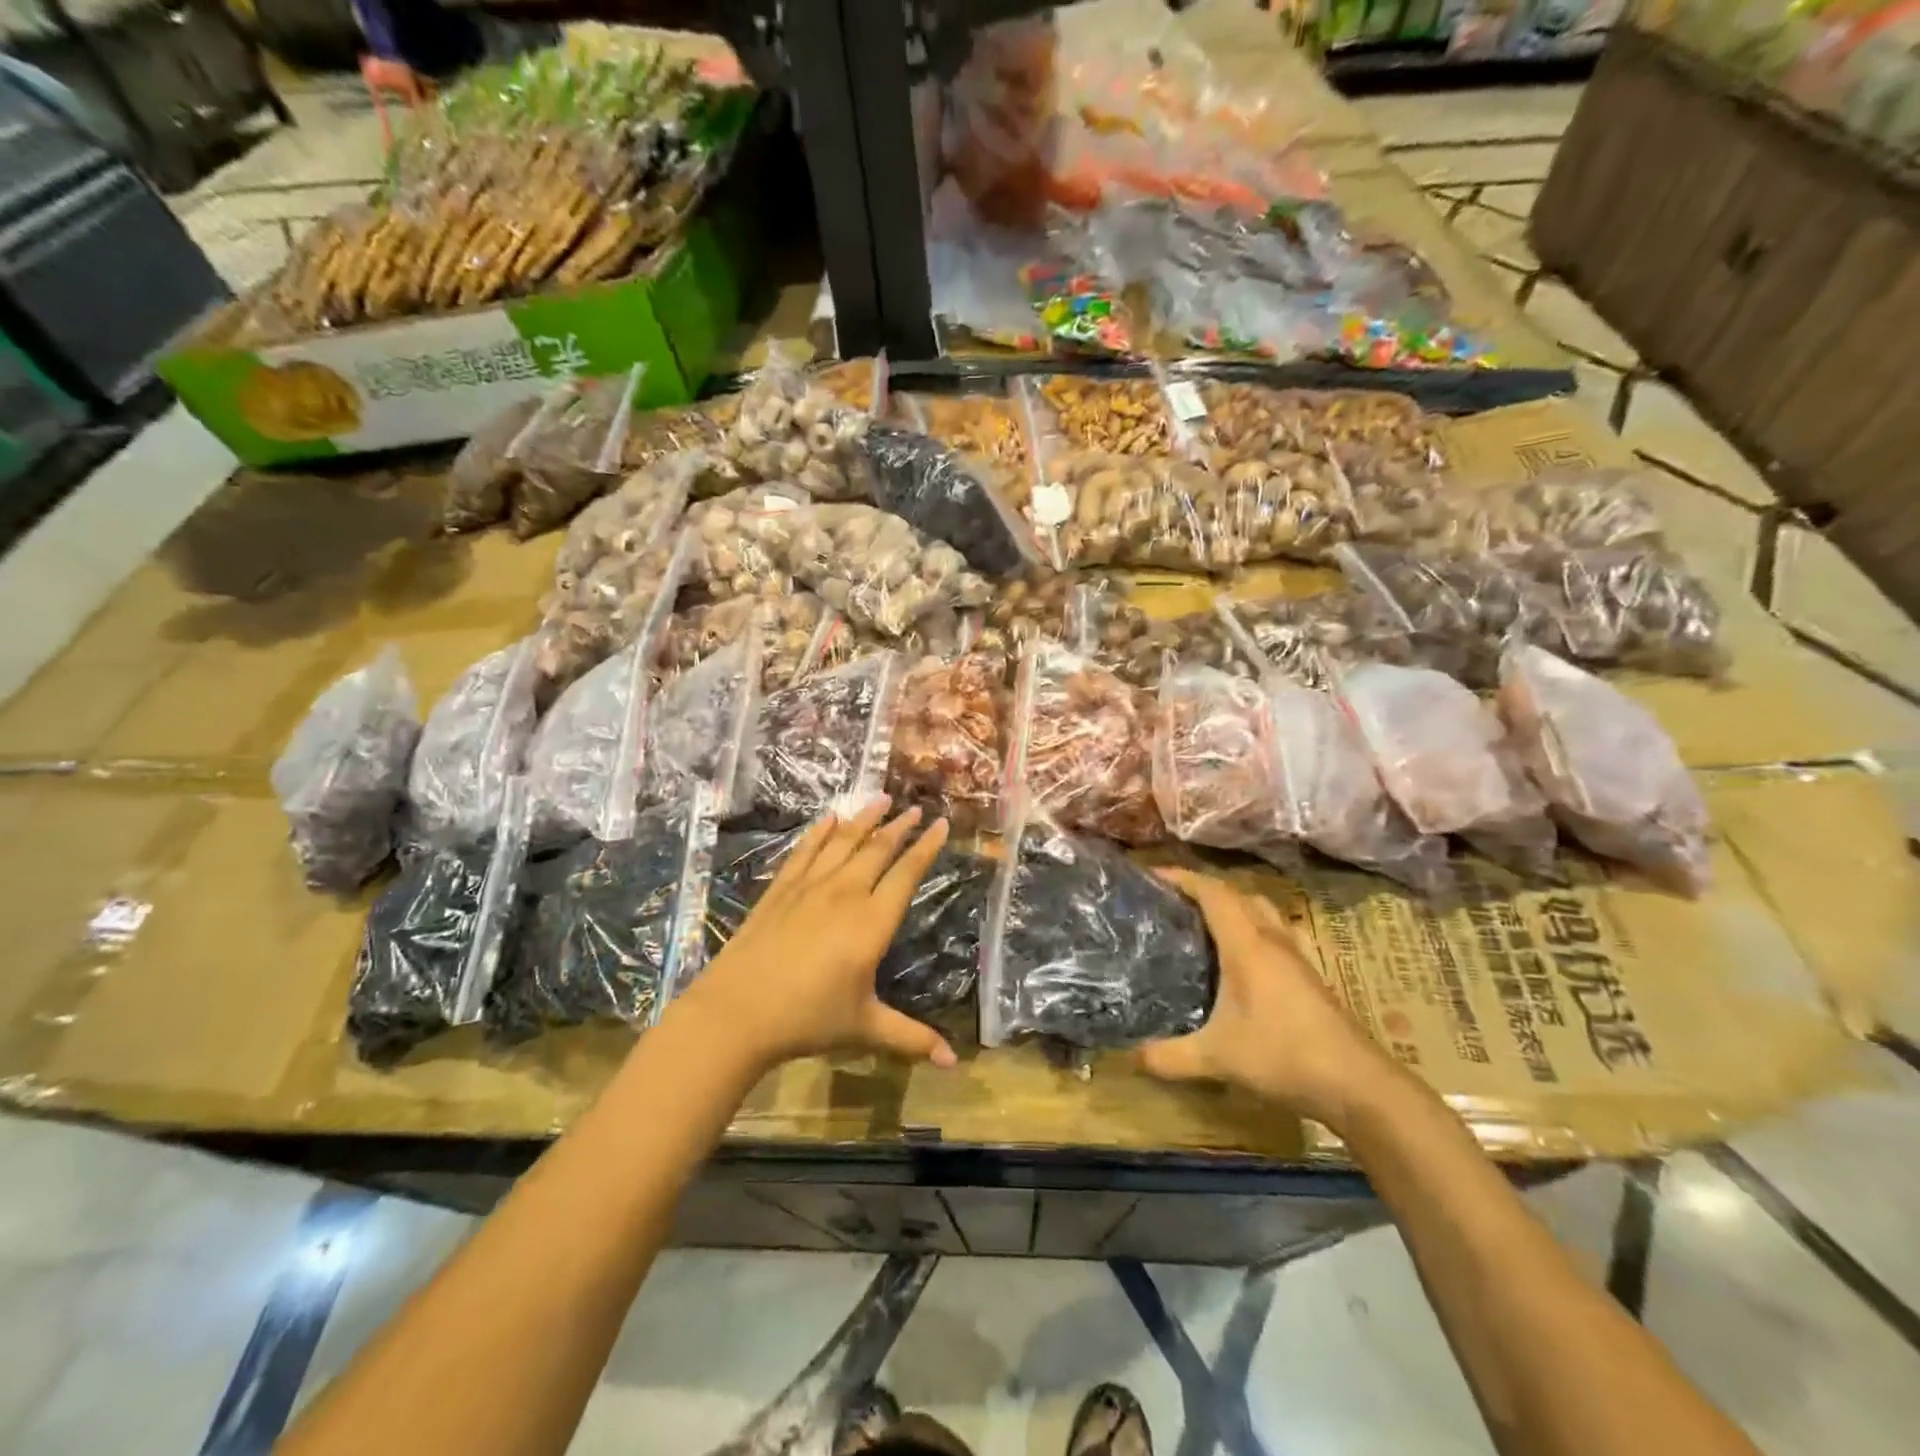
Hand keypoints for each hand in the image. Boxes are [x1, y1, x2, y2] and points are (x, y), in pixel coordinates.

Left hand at [677, 798, 956, 1073]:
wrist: (737, 1012)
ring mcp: (809, 888)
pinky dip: (820, 833)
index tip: (942, 824)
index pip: (906, 874)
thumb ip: (911, 1038)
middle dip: (900, 827)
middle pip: (878, 850)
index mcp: (871, 922)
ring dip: (865, 819)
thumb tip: (954, 1063)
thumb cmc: (807, 1019)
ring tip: (881, 798)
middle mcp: (845, 894)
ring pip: (843, 843)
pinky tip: (830, 818)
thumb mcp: (864, 1028)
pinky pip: (805, 852)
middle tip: (916, 808)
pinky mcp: (780, 890)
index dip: (926, 848)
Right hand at [1136, 869, 1408, 1132]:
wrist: (1357, 1082)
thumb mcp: (1217, 1058)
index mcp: (1247, 944)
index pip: (1213, 893)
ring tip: (1204, 922)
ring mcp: (1297, 956)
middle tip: (1172, 901)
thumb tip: (1131, 1056)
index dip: (1182, 878)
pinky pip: (1276, 933)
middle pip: (1238, 894)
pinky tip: (1243, 957)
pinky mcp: (1310, 975)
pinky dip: (1253, 929)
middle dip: (1204, 889)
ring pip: (1262, 911)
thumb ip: (1169, 1056)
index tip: (1152, 875)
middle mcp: (1272, 940)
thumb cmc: (1283, 1055)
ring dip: (1233, 906)